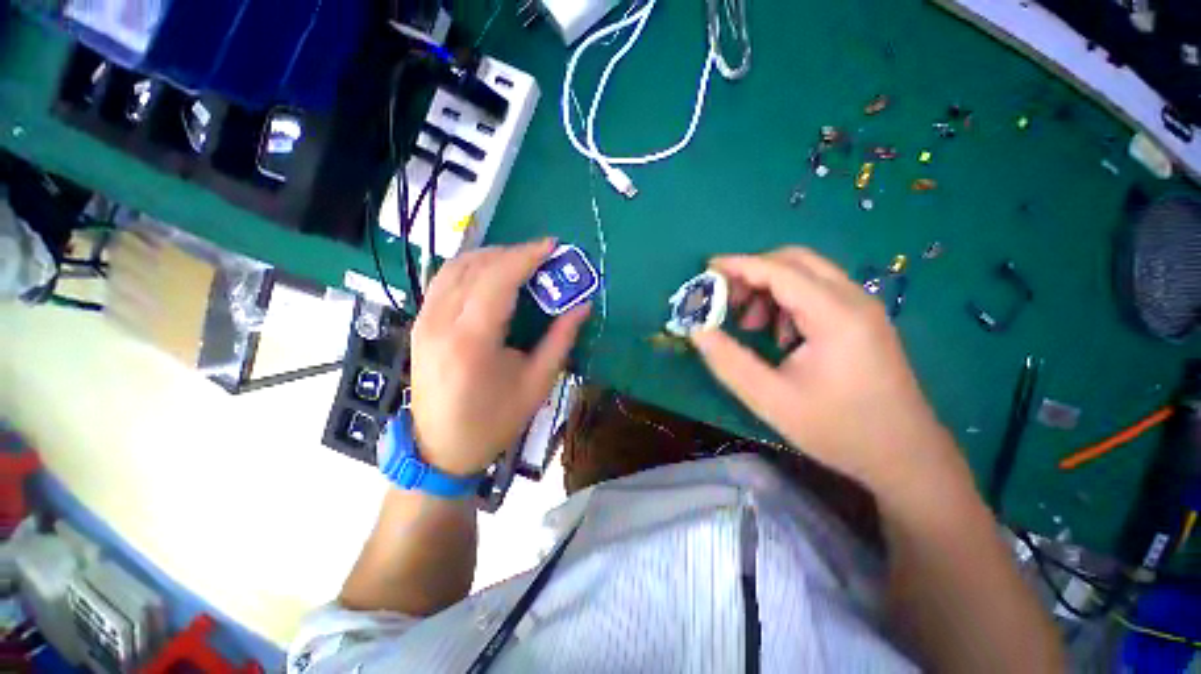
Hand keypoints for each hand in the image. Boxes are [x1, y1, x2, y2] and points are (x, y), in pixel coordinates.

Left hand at [409, 239, 590, 476]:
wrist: (440, 449)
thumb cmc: (493, 422)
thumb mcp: (536, 384)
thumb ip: (560, 340)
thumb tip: (582, 306)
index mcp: (472, 340)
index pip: (498, 279)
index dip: (526, 256)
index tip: (551, 245)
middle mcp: (441, 322)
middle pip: (476, 267)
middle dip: (512, 253)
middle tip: (541, 256)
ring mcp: (424, 321)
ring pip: (455, 267)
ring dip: (490, 256)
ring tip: (519, 260)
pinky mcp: (420, 324)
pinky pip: (444, 280)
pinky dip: (470, 267)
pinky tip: (490, 274)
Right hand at [690, 247, 964, 498]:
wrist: (905, 456)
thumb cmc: (838, 429)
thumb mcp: (771, 399)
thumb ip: (728, 361)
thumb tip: (697, 330)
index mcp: (835, 316)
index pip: (779, 271)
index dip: (738, 265)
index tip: (706, 269)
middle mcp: (854, 299)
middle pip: (795, 260)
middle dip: (754, 273)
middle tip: (728, 303)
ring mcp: (862, 307)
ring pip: (806, 274)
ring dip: (770, 289)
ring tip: (752, 326)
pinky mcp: (862, 319)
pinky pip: (817, 292)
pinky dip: (787, 301)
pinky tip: (780, 336)